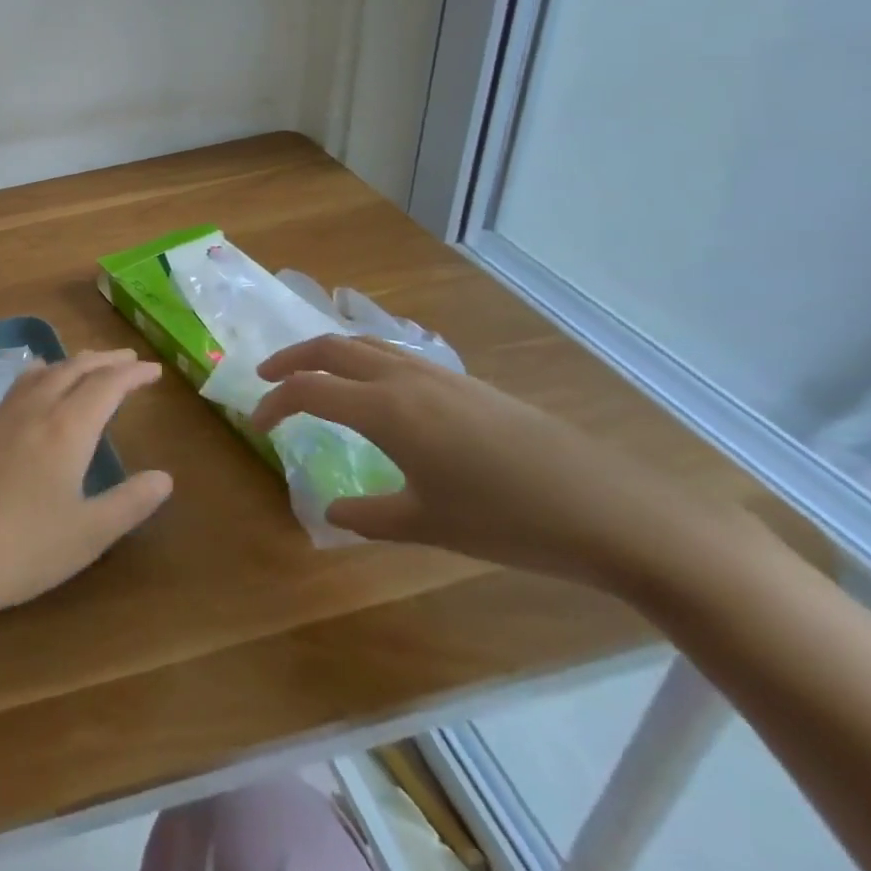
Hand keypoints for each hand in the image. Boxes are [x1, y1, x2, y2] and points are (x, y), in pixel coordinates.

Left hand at [0, 350, 173, 640]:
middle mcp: (33, 411)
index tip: (154, 370)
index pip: (106, 386)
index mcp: (65, 429)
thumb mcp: (86, 536)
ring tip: (88, 365)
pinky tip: (36, 389)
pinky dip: (42, 375)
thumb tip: (164, 477)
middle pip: (73, 369)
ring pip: (43, 373)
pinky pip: (19, 386)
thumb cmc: (18, 550)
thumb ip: (128, 504)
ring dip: (72, 364)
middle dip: (104, 361)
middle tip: (129, 359)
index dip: (132, 375)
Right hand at [252, 336, 720, 588]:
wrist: (614, 511)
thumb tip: (331, 510)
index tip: (256, 424)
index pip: (309, 390)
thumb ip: (369, 515)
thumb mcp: (429, 526)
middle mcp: (406, 379)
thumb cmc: (510, 522)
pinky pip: (399, 355)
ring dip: (330, 353)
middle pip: (332, 347)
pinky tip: (377, 389)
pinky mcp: (469, 384)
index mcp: (386, 410)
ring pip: (367, 343)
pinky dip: (367, 359)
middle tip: (266, 379)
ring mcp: (441, 376)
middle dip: (291, 359)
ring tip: (314, 375)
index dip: (274, 402)